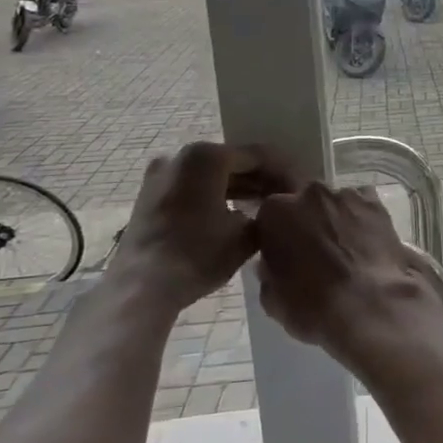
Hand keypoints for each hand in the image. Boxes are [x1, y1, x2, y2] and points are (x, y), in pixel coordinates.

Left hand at [102, 143, 294, 320]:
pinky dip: (214, 196)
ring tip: (262, 207)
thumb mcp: (247, 235)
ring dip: (237, 188)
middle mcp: (181, 156)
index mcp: (207, 156)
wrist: (142, 287)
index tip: (300, 188)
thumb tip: (273, 209)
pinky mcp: (149, 195)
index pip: (257, 156)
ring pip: (210, 175)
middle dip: (259, 179)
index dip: (283, 172)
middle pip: (232, 162)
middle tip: (284, 198)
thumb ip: (267, 213)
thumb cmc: (199, 254)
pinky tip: (232, 214)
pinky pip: (192, 187)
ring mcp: (160, 174)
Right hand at [255, 182, 442, 363]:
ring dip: (336, 219)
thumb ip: (269, 272)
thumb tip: (272, 263)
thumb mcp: (272, 298)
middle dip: (307, 221)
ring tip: (346, 250)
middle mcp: (310, 194)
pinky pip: (364, 207)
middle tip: (316, 251)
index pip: (270, 216)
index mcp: (276, 212)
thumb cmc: (312, 306)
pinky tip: (368, 243)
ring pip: (335, 203)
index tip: (284, 253)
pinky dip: (363, 220)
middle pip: (304, 203)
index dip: (277, 235)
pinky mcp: (376, 204)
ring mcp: (346, 196)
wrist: (368, 305)